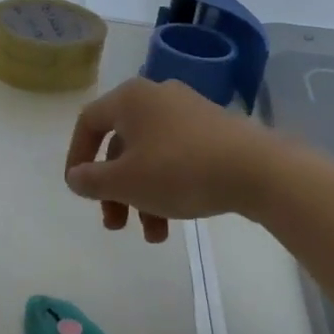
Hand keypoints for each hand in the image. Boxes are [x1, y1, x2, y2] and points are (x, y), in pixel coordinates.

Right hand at [63, 77, 273, 242]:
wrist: (257, 170)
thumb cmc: (178, 170)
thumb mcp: (125, 182)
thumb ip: (91, 180)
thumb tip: (75, 176)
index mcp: (130, 98)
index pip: (89, 122)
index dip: (77, 157)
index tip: (79, 189)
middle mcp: (157, 96)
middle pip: (121, 145)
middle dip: (114, 190)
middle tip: (115, 224)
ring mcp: (188, 112)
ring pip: (149, 156)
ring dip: (142, 197)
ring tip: (154, 236)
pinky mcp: (214, 130)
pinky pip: (176, 157)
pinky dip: (167, 186)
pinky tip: (175, 220)